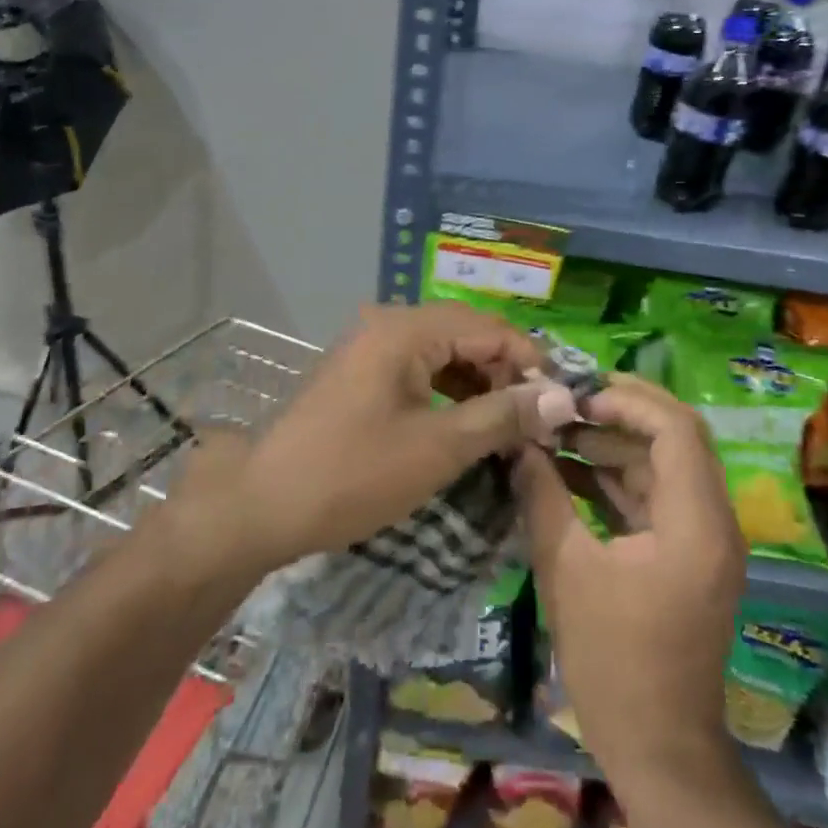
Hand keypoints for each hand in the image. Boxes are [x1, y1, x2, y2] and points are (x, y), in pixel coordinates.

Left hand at [164, 303, 560, 575]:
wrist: (263, 505)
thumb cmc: (353, 474)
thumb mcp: (438, 448)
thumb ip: (503, 416)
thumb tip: (564, 397)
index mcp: (406, 329)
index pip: (489, 328)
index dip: (530, 361)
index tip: (559, 403)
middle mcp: (389, 323)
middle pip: (467, 334)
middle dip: (505, 373)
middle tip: (536, 418)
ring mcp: (371, 346)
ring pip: (444, 352)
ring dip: (479, 383)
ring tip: (508, 426)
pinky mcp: (362, 371)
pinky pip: (419, 368)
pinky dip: (449, 392)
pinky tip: (466, 424)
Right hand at [515, 378, 745, 794]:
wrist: (659, 750)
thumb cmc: (614, 661)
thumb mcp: (566, 570)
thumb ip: (542, 495)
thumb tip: (518, 442)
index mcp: (696, 520)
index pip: (676, 428)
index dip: (627, 401)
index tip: (576, 396)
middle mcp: (712, 519)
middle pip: (675, 438)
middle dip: (619, 414)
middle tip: (564, 403)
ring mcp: (703, 538)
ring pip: (663, 465)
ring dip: (613, 445)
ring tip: (556, 431)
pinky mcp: (687, 554)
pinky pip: (656, 496)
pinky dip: (616, 479)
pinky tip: (569, 470)